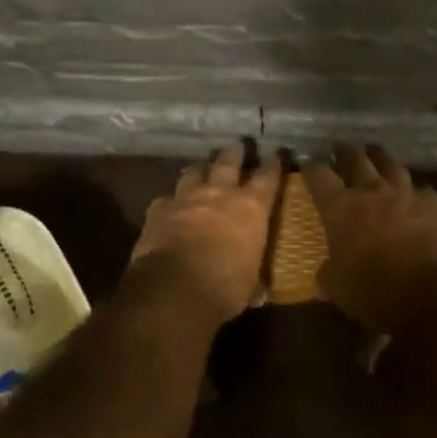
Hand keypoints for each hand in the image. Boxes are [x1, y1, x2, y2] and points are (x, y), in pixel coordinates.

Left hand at [130, 145, 280, 323]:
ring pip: (194, 172)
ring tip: (201, 169)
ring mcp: (187, 197)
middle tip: (236, 146)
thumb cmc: (225, 287)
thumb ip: (254, 278)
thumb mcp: (250, 284)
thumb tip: (259, 291)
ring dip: (199, 170)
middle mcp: (220, 193)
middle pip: (228, 162)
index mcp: (251, 208)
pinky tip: (169, 206)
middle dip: (234, 153)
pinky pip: (166, 199)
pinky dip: (170, 202)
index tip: (276, 153)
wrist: (174, 287)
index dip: (274, 164)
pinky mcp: (159, 209)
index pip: (268, 177)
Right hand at [303, 144, 436, 333]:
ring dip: (380, 159)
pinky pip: (422, 189)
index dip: (311, 167)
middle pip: (356, 159)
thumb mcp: (337, 288)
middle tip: (341, 149)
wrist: (429, 295)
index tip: (307, 163)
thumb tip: (322, 276)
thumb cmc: (373, 291)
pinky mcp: (433, 204)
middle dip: (346, 152)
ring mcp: (405, 193)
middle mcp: (371, 191)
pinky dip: (415, 191)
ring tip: (376, 156)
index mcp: (341, 207)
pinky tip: (415, 196)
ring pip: (390, 165)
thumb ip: (327, 275)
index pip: (319, 175)